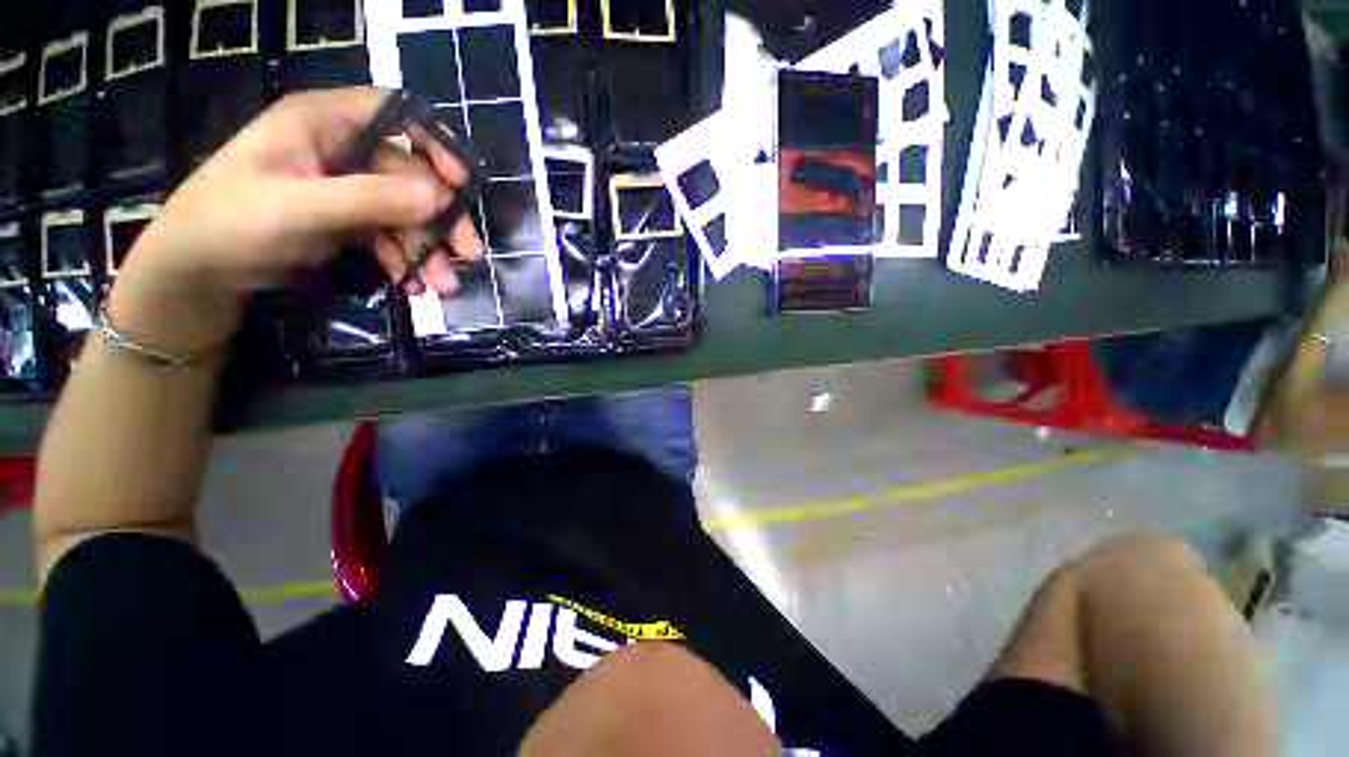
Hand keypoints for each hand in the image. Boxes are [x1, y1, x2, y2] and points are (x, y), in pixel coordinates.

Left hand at [108, 87, 482, 353]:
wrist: (198, 274)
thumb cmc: (232, 223)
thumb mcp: (300, 208)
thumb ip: (370, 199)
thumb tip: (441, 197)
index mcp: (323, 123)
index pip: (393, 114)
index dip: (435, 142)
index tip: (461, 183)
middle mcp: (342, 151)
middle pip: (411, 176)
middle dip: (440, 220)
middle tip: (468, 255)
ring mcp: (347, 189)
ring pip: (407, 215)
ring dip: (428, 252)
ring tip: (440, 288)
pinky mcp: (348, 222)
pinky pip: (391, 238)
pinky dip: (406, 263)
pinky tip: (412, 287)